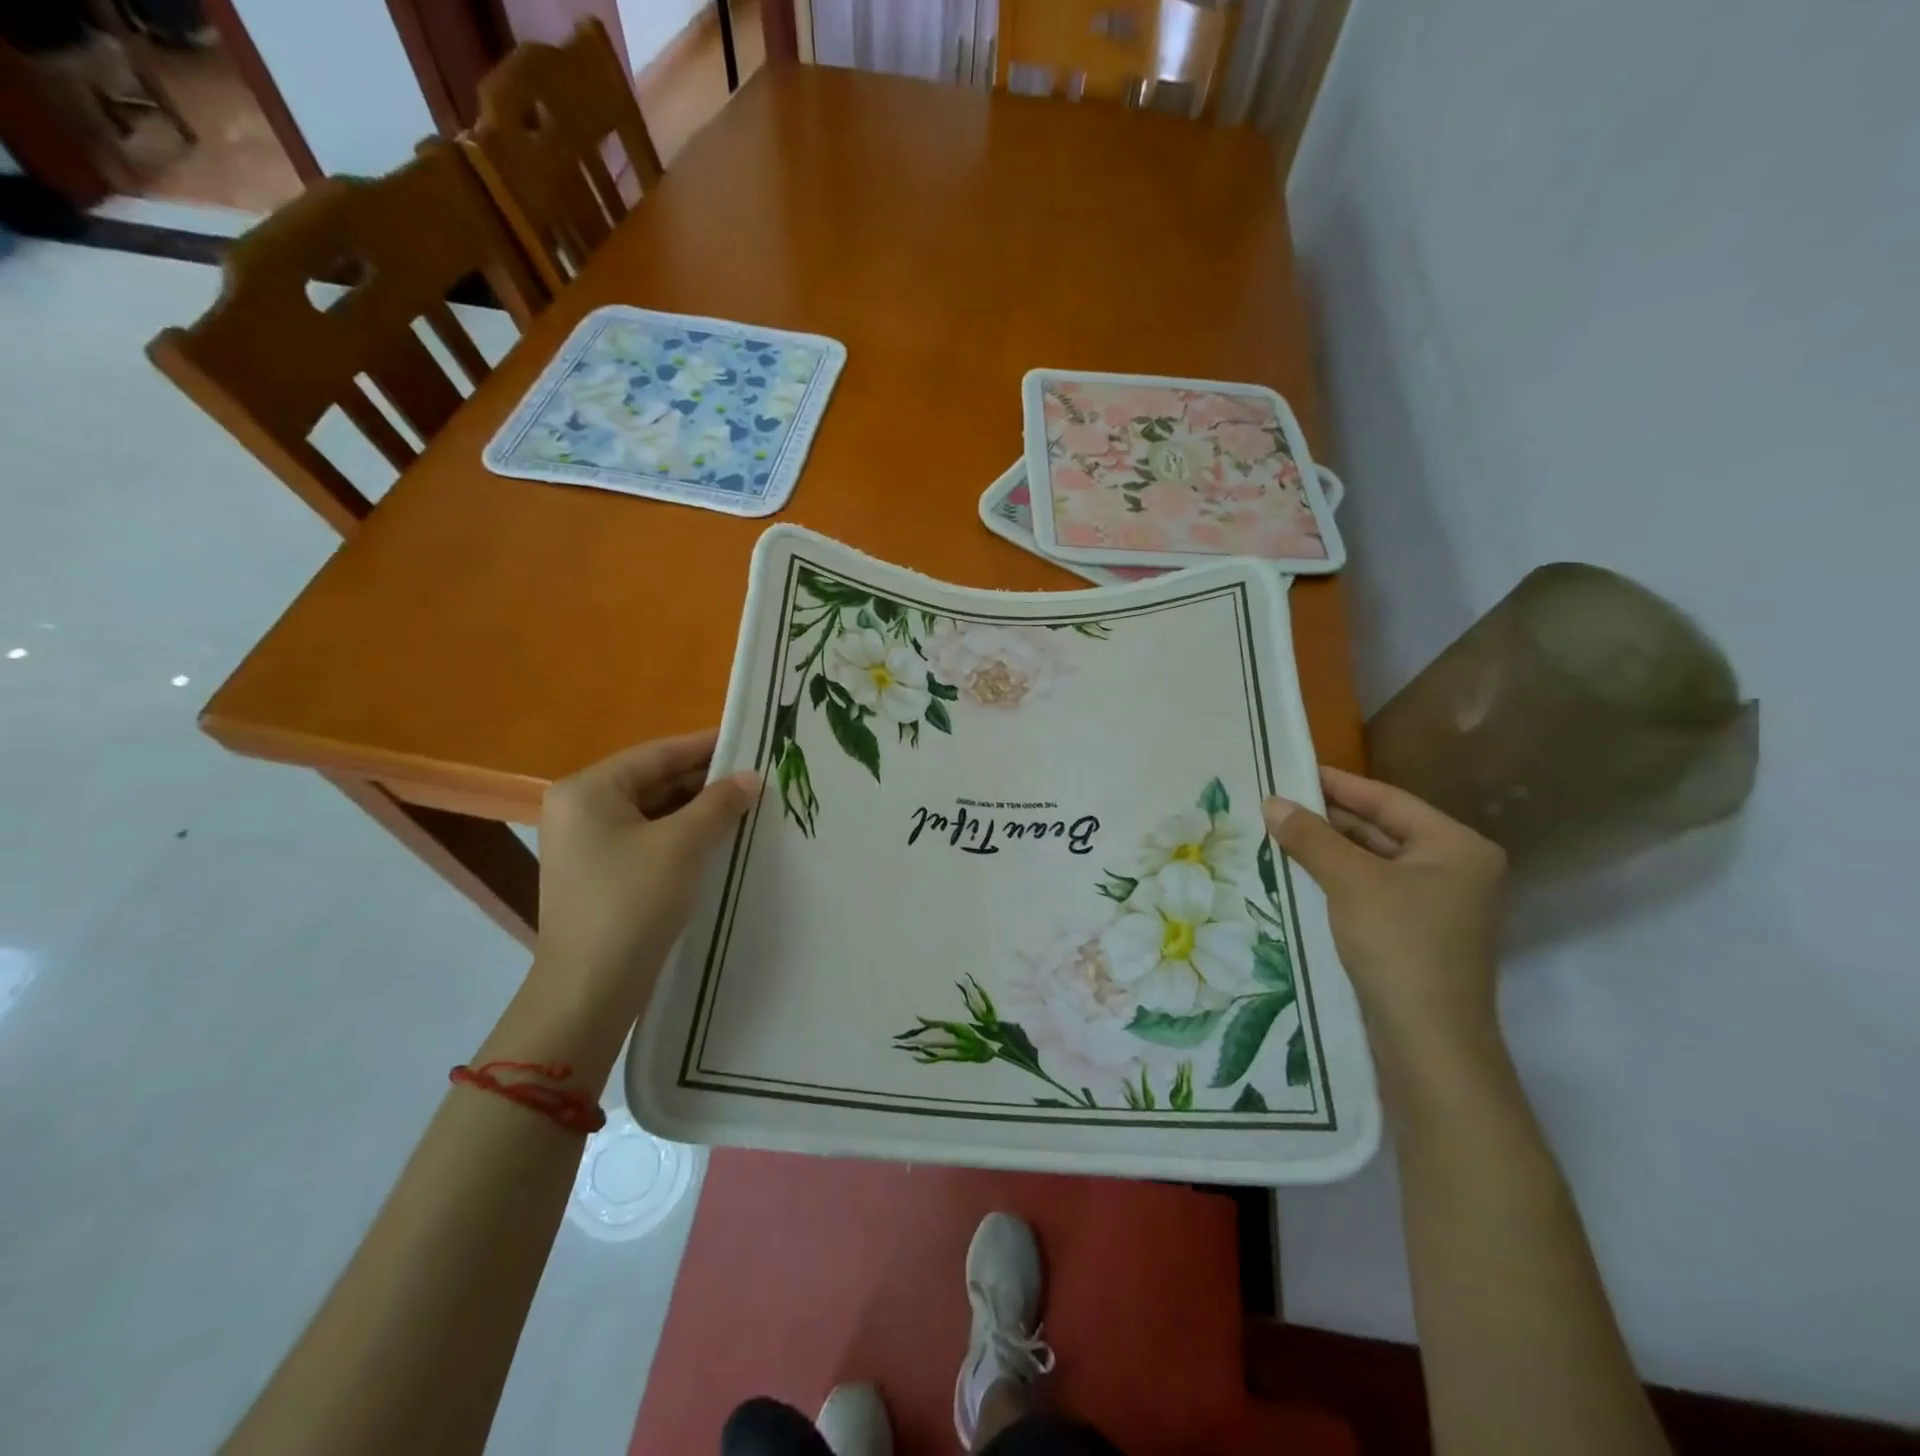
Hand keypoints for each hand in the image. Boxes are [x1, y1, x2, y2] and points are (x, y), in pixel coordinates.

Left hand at [533, 730, 757, 1018]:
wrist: (590, 988)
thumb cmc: (632, 902)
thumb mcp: (682, 845)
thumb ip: (719, 803)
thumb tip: (750, 777)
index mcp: (588, 790)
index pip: (657, 754)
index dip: (706, 746)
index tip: (749, 739)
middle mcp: (581, 809)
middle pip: (654, 781)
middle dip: (705, 781)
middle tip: (756, 776)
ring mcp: (588, 843)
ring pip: (654, 812)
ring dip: (698, 809)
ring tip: (747, 804)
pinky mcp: (601, 873)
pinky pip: (648, 839)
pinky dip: (683, 835)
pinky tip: (720, 837)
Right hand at [1263, 768, 1505, 1066]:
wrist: (1427, 1041)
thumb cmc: (1399, 945)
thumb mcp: (1350, 881)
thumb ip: (1311, 837)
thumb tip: (1272, 802)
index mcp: (1456, 846)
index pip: (1388, 800)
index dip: (1338, 783)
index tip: (1292, 769)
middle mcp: (1454, 869)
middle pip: (1382, 829)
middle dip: (1329, 817)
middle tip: (1277, 802)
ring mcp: (1437, 904)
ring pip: (1373, 861)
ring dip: (1328, 849)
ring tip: (1278, 831)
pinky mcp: (1415, 932)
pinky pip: (1370, 889)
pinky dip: (1337, 877)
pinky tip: (1299, 871)